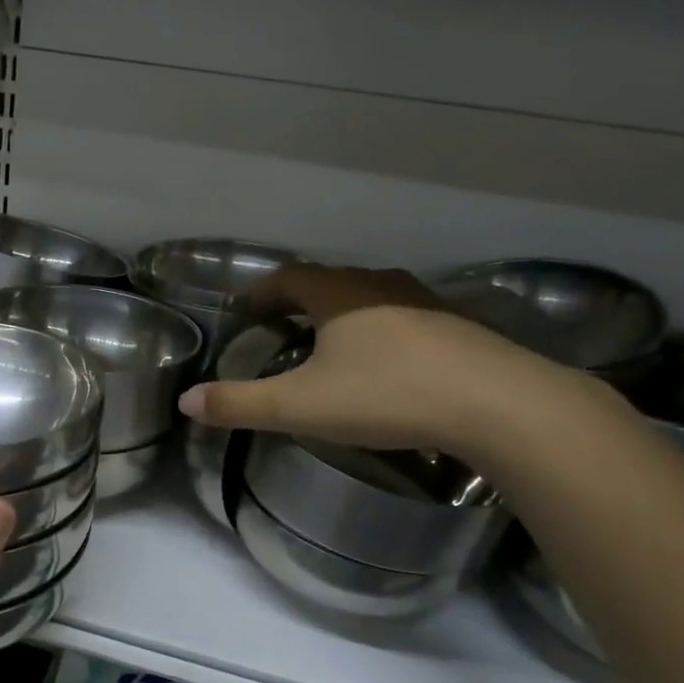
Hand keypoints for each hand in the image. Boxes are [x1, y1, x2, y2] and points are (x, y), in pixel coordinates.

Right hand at [177, 264, 574, 455]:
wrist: (498, 404)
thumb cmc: (387, 394)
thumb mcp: (301, 405)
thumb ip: (240, 404)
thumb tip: (185, 402)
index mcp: (338, 294)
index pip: (287, 277)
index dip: (261, 291)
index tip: (244, 309)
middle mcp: (379, 285)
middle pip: (327, 281)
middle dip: (297, 300)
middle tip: (278, 325)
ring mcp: (423, 302)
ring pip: (368, 297)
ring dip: (341, 312)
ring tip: (327, 341)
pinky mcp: (456, 327)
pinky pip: (401, 317)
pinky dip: (378, 330)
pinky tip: (383, 361)